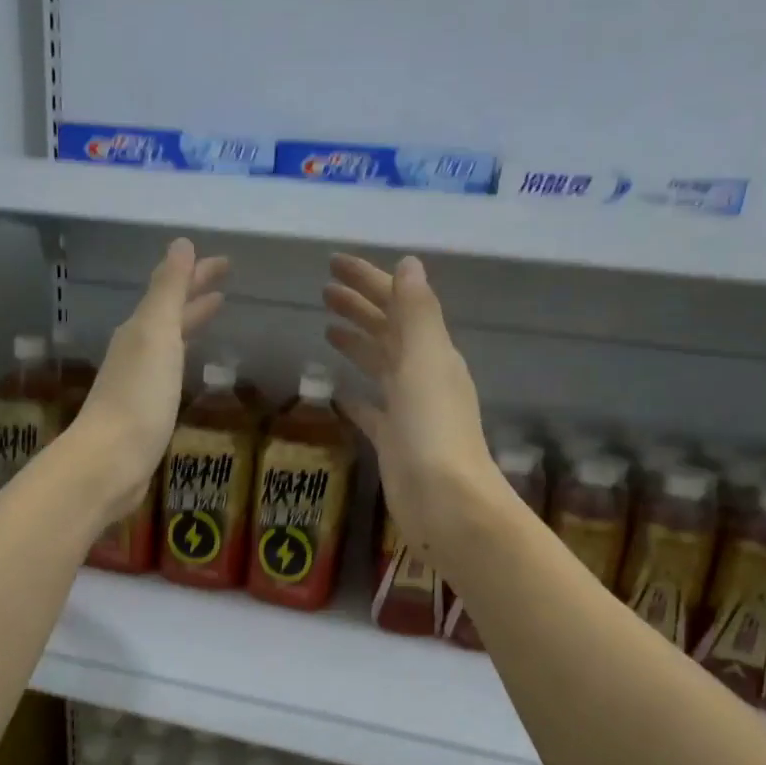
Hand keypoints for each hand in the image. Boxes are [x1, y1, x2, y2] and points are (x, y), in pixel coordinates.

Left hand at [73, 237, 228, 528]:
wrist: (111, 461)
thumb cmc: (138, 397)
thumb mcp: (156, 335)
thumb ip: (168, 291)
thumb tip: (181, 244)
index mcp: (140, 330)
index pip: (172, 291)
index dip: (198, 274)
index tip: (227, 262)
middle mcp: (136, 351)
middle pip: (169, 314)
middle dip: (195, 295)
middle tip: (225, 283)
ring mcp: (139, 383)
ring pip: (168, 342)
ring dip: (189, 324)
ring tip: (213, 314)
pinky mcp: (145, 412)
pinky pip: (169, 372)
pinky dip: (183, 358)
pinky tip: (189, 367)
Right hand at [324, 252, 501, 560]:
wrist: (443, 500)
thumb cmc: (433, 428)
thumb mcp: (426, 361)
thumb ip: (417, 313)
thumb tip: (408, 264)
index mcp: (432, 352)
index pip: (397, 304)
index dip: (368, 280)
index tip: (332, 264)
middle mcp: (422, 375)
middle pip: (387, 331)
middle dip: (359, 306)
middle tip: (322, 290)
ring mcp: (408, 409)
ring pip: (379, 365)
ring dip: (356, 342)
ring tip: (326, 326)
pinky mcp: (393, 440)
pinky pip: (371, 409)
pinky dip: (356, 395)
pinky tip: (337, 391)